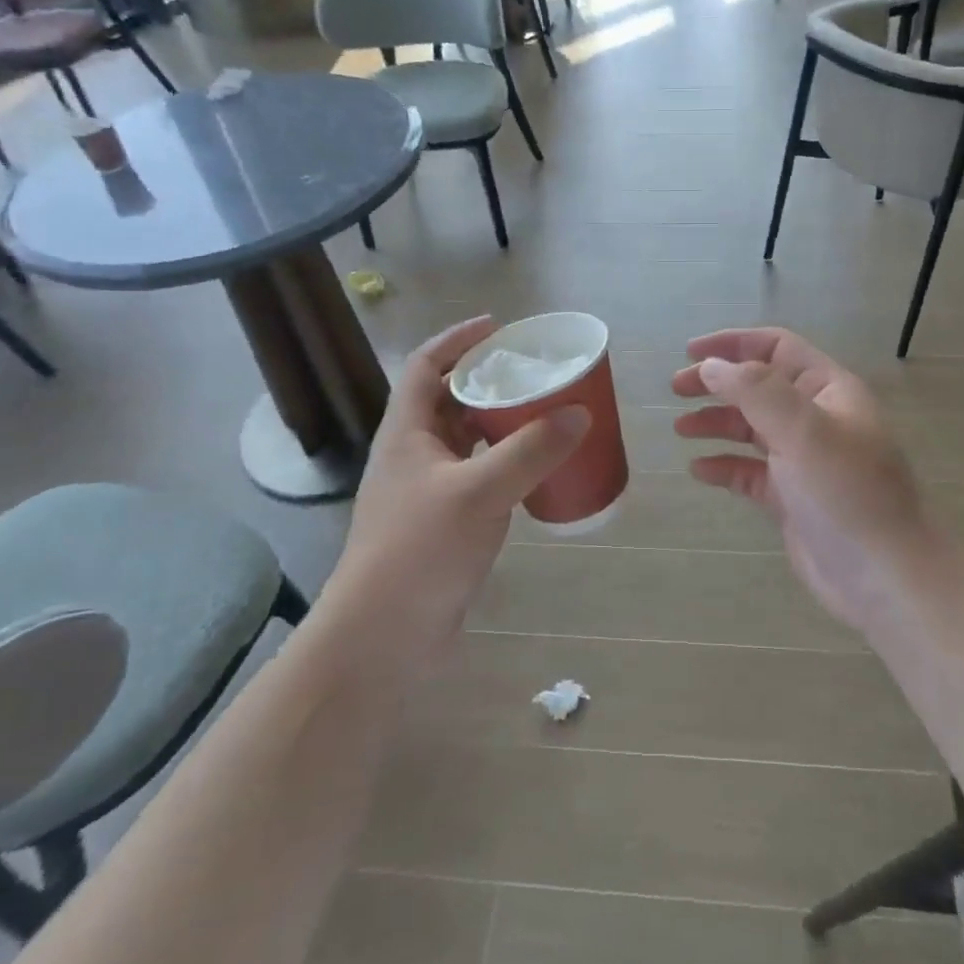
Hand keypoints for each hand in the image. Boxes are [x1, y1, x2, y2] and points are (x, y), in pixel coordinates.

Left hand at [326, 316, 589, 665]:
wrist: (383, 636)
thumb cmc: (420, 550)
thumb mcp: (480, 492)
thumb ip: (531, 450)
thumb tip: (580, 413)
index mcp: (406, 432)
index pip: (426, 366)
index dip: (458, 339)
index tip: (499, 327)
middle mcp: (413, 454)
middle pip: (450, 399)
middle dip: (489, 380)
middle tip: (535, 371)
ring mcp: (427, 491)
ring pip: (466, 440)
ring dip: (500, 422)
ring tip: (544, 411)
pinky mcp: (444, 523)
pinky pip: (479, 476)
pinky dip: (506, 463)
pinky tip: (537, 469)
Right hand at [672, 327, 941, 635]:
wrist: (883, 576)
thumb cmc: (846, 492)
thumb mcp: (803, 430)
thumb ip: (755, 391)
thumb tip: (711, 366)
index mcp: (828, 391)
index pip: (776, 347)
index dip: (733, 343)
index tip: (690, 352)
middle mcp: (815, 419)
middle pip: (758, 386)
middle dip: (717, 383)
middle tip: (676, 389)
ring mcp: (803, 460)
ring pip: (751, 428)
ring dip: (716, 422)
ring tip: (681, 429)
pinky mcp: (791, 497)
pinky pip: (749, 472)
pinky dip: (724, 466)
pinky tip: (699, 470)